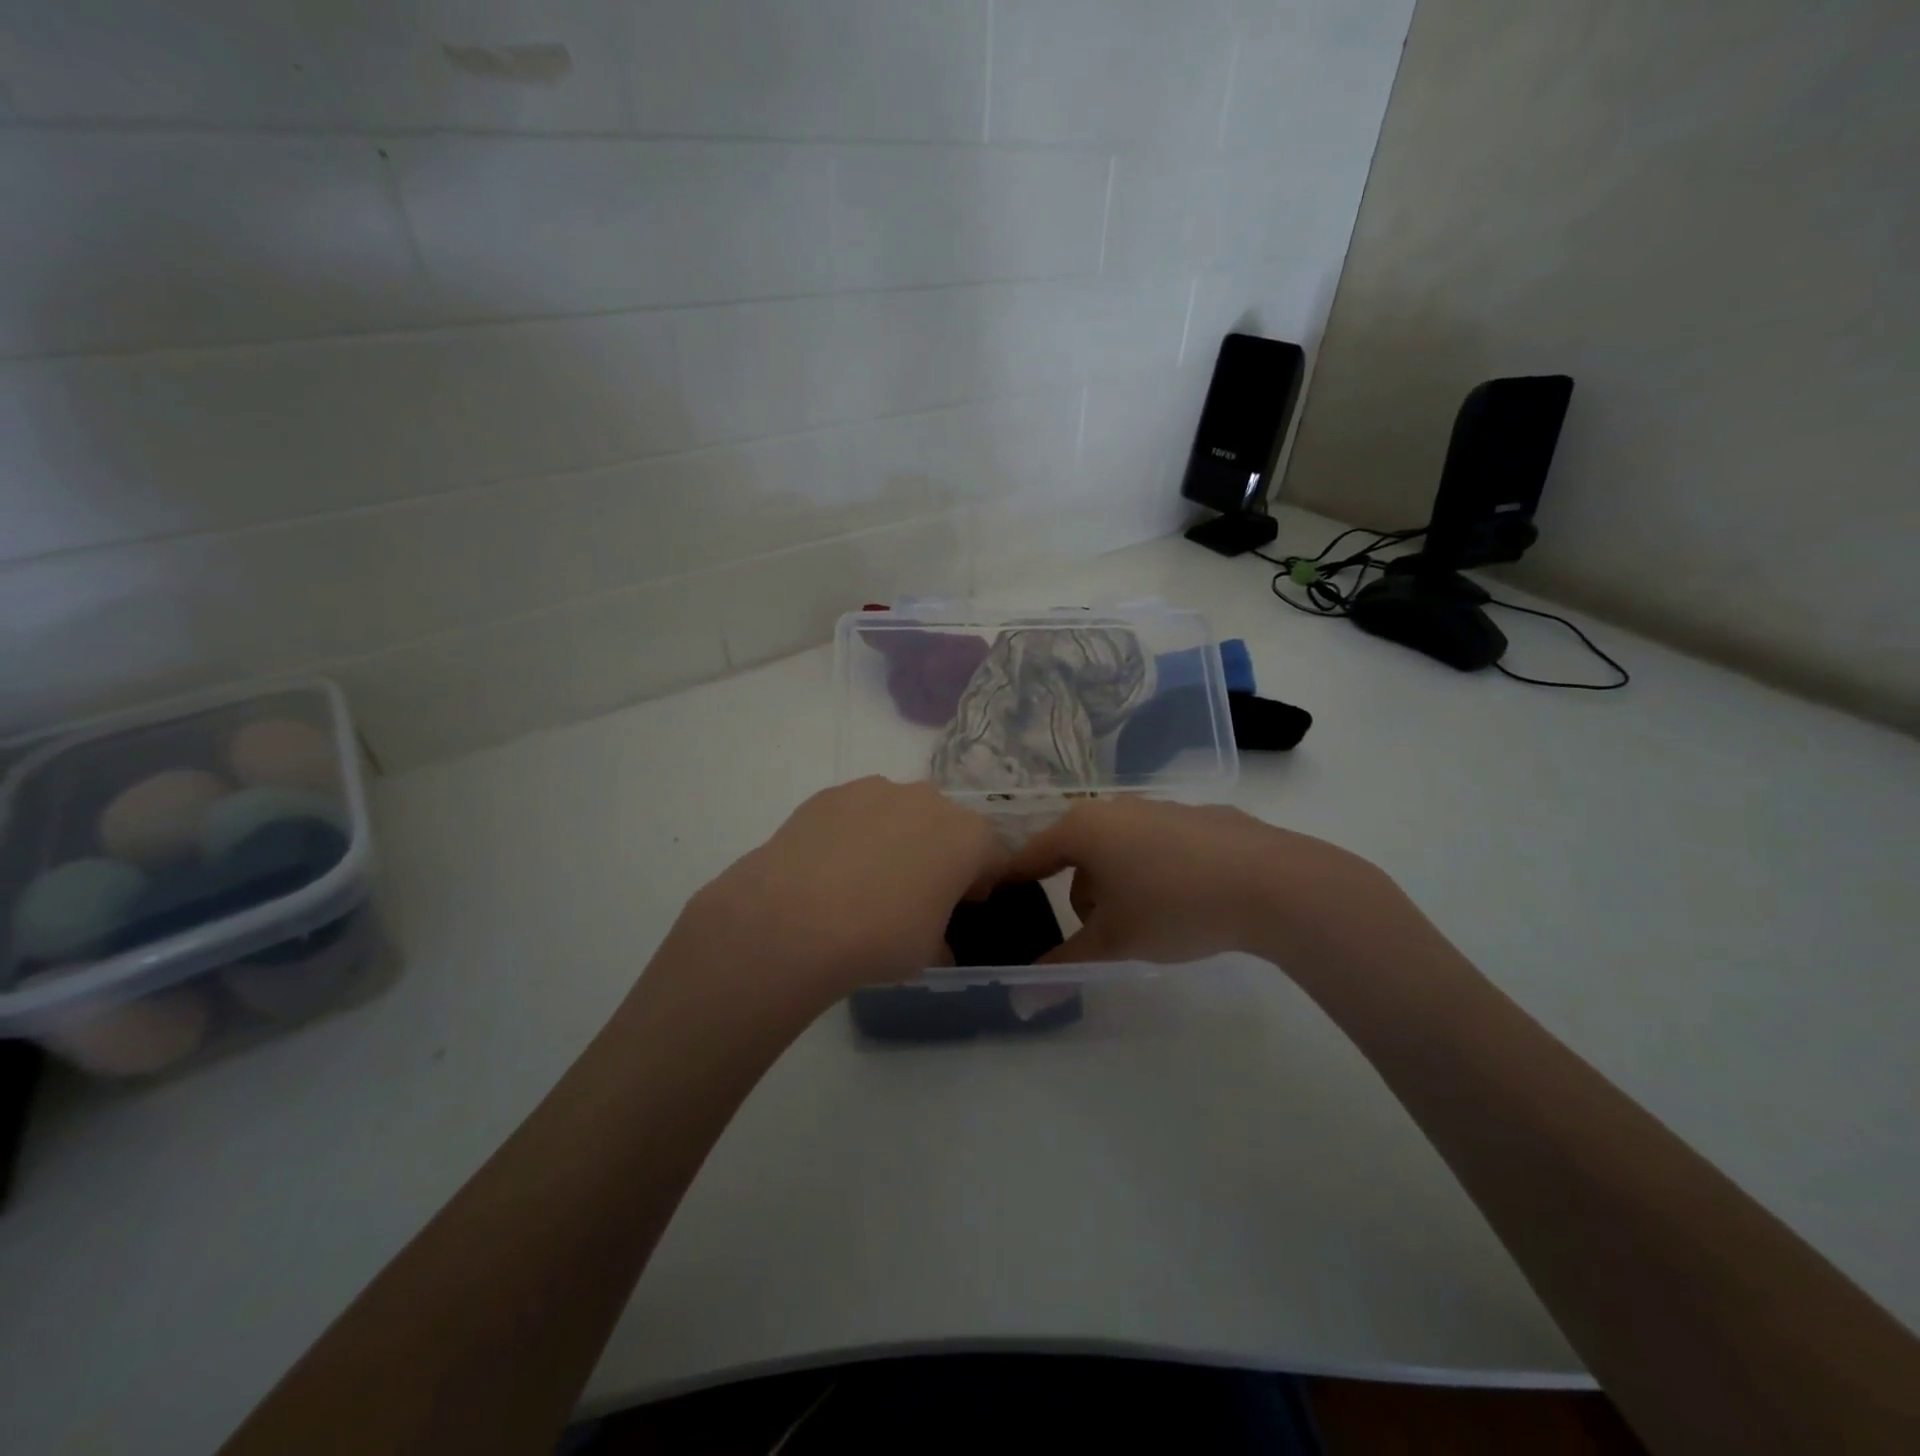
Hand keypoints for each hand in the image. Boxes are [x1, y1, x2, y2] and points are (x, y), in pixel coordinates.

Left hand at [657, 777, 1004, 1012]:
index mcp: (968, 835)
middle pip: (947, 825)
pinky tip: (830, 870)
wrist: (793, 919)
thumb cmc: (881, 937)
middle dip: (939, 853)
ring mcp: (876, 790)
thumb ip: (944, 939)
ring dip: (896, 838)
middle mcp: (928, 800)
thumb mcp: (929, 952)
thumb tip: (938, 944)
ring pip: (900, 812)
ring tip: (864, 881)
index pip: (993, 853)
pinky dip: (854, 833)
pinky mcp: (831, 793)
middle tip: (914, 893)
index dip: (981, 882)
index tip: (962, 906)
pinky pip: (857, 812)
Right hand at [1004, 797, 1396, 967]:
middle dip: (1081, 894)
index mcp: (1084, 829)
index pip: (1031, 854)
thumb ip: (1064, 964)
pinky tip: (1185, 900)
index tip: (1000, 898)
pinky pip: (1156, 846)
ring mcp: (1159, 807)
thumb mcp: (1115, 942)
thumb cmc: (1175, 906)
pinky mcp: (1198, 817)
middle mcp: (1115, 808)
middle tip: (1099, 934)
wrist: (1273, 883)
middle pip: (1078, 853)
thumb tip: (1022, 996)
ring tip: (1147, 924)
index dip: (1013, 880)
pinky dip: (1154, 871)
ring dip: (1118, 884)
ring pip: (1119, 849)